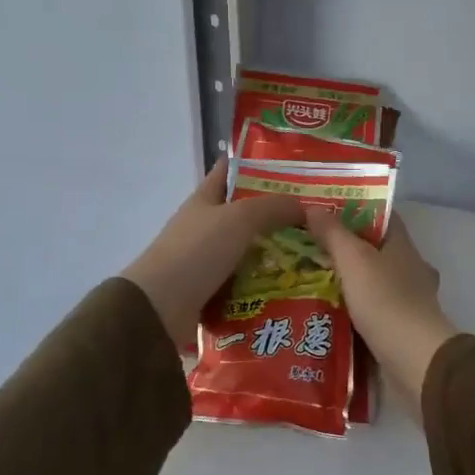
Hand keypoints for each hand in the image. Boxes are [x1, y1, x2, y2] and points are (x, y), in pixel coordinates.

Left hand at [121, 159, 303, 347]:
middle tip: (315, 218)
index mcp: (204, 199)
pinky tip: (293, 286)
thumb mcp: (240, 218)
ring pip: (249, 251)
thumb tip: (305, 208)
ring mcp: (207, 260)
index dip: (256, 165)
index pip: (230, 171)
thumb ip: (274, 207)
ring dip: (276, 254)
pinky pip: (246, 283)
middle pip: (246, 214)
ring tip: (313, 255)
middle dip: (277, 215)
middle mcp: (205, 226)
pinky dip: (265, 285)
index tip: (292, 168)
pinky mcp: (211, 292)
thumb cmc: (197, 251)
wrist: (159, 309)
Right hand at [305, 211, 458, 401]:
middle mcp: (410, 267)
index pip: (382, 216)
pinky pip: (372, 309)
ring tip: (309, 279)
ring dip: (347, 280)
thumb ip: (334, 234)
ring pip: (372, 280)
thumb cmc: (385, 300)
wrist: (414, 360)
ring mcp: (408, 298)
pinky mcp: (401, 327)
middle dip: (345, 247)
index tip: (324, 210)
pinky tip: (327, 312)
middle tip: (307, 246)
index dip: (356, 209)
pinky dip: (353, 308)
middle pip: (375, 248)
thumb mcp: (354, 260)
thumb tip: (314, 207)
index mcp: (403, 245)